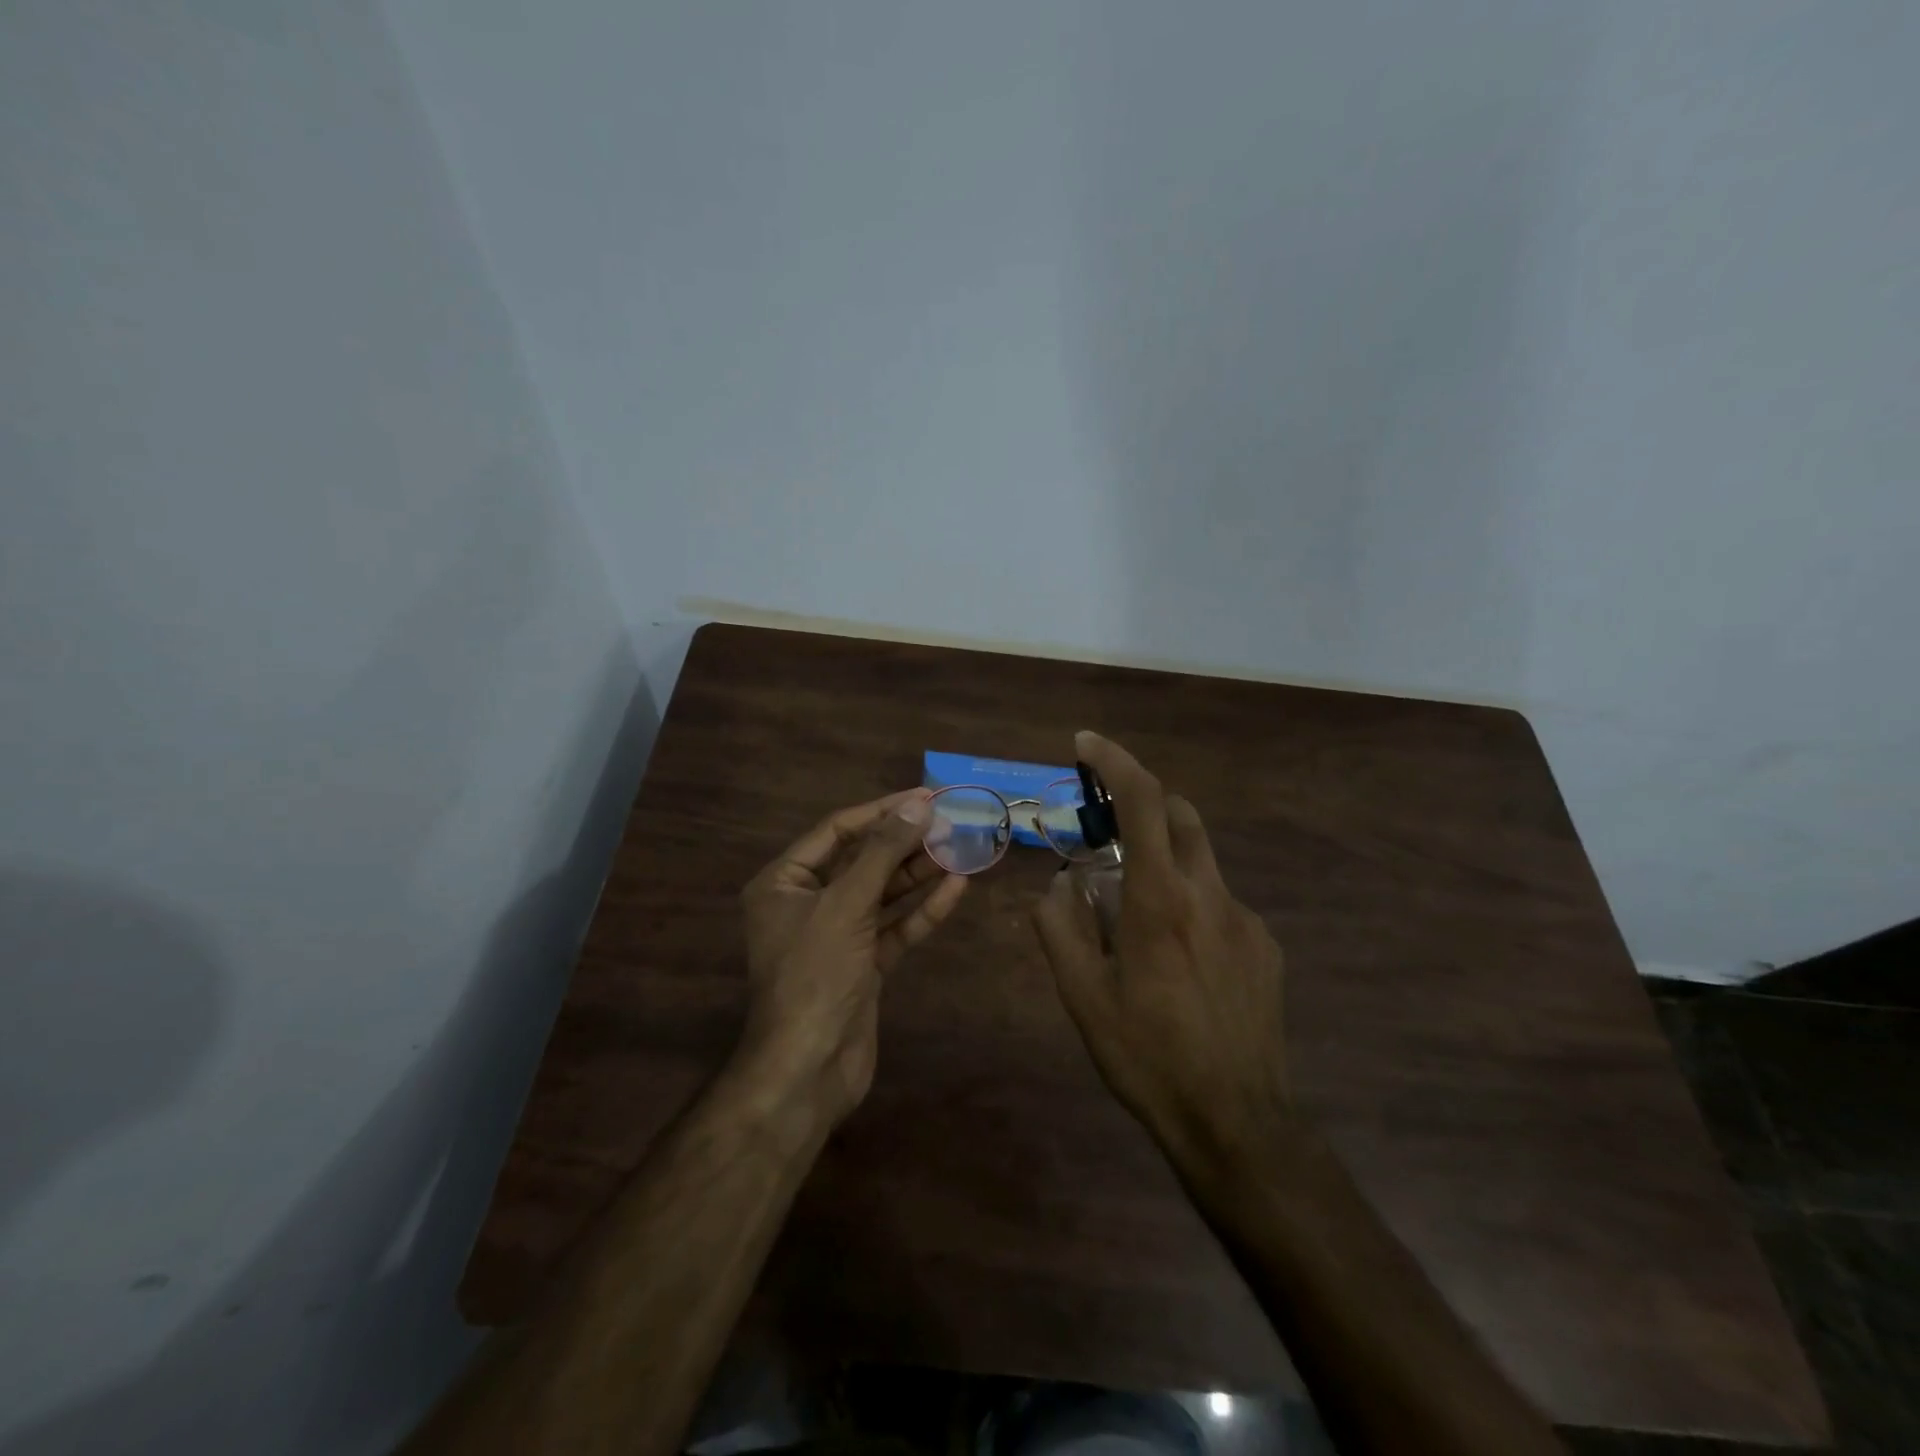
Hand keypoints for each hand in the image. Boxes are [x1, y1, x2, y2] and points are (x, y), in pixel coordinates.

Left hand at [737, 789, 967, 1128]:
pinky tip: (956, 888)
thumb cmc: (815, 975)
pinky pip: (895, 928)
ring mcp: (837, 937)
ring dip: (919, 873)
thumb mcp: (846, 905)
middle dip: (905, 843)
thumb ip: (882, 854)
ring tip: (960, 849)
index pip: (836, 831)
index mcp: (783, 883)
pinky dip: (922, 910)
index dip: (881, 812)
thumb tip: (917, 807)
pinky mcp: (863, 966)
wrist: (809, 1070)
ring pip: (882, 894)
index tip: (925, 799)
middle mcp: (807, 904)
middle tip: (951, 823)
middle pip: (862, 861)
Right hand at [1031, 732, 1290, 1170]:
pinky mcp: (1265, 946)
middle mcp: (1210, 895)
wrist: (1237, 1122)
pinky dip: (1189, 901)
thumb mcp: (1082, 997)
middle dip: (1141, 802)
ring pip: (1200, 860)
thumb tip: (1059, 884)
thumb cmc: (1147, 1057)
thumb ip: (1060, 929)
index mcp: (1161, 901)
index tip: (1086, 744)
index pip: (1143, 802)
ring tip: (1133, 914)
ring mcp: (1246, 919)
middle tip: (1104, 831)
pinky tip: (1176, 958)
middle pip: (1180, 814)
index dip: (1115, 761)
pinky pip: (1219, 902)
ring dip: (1162, 859)